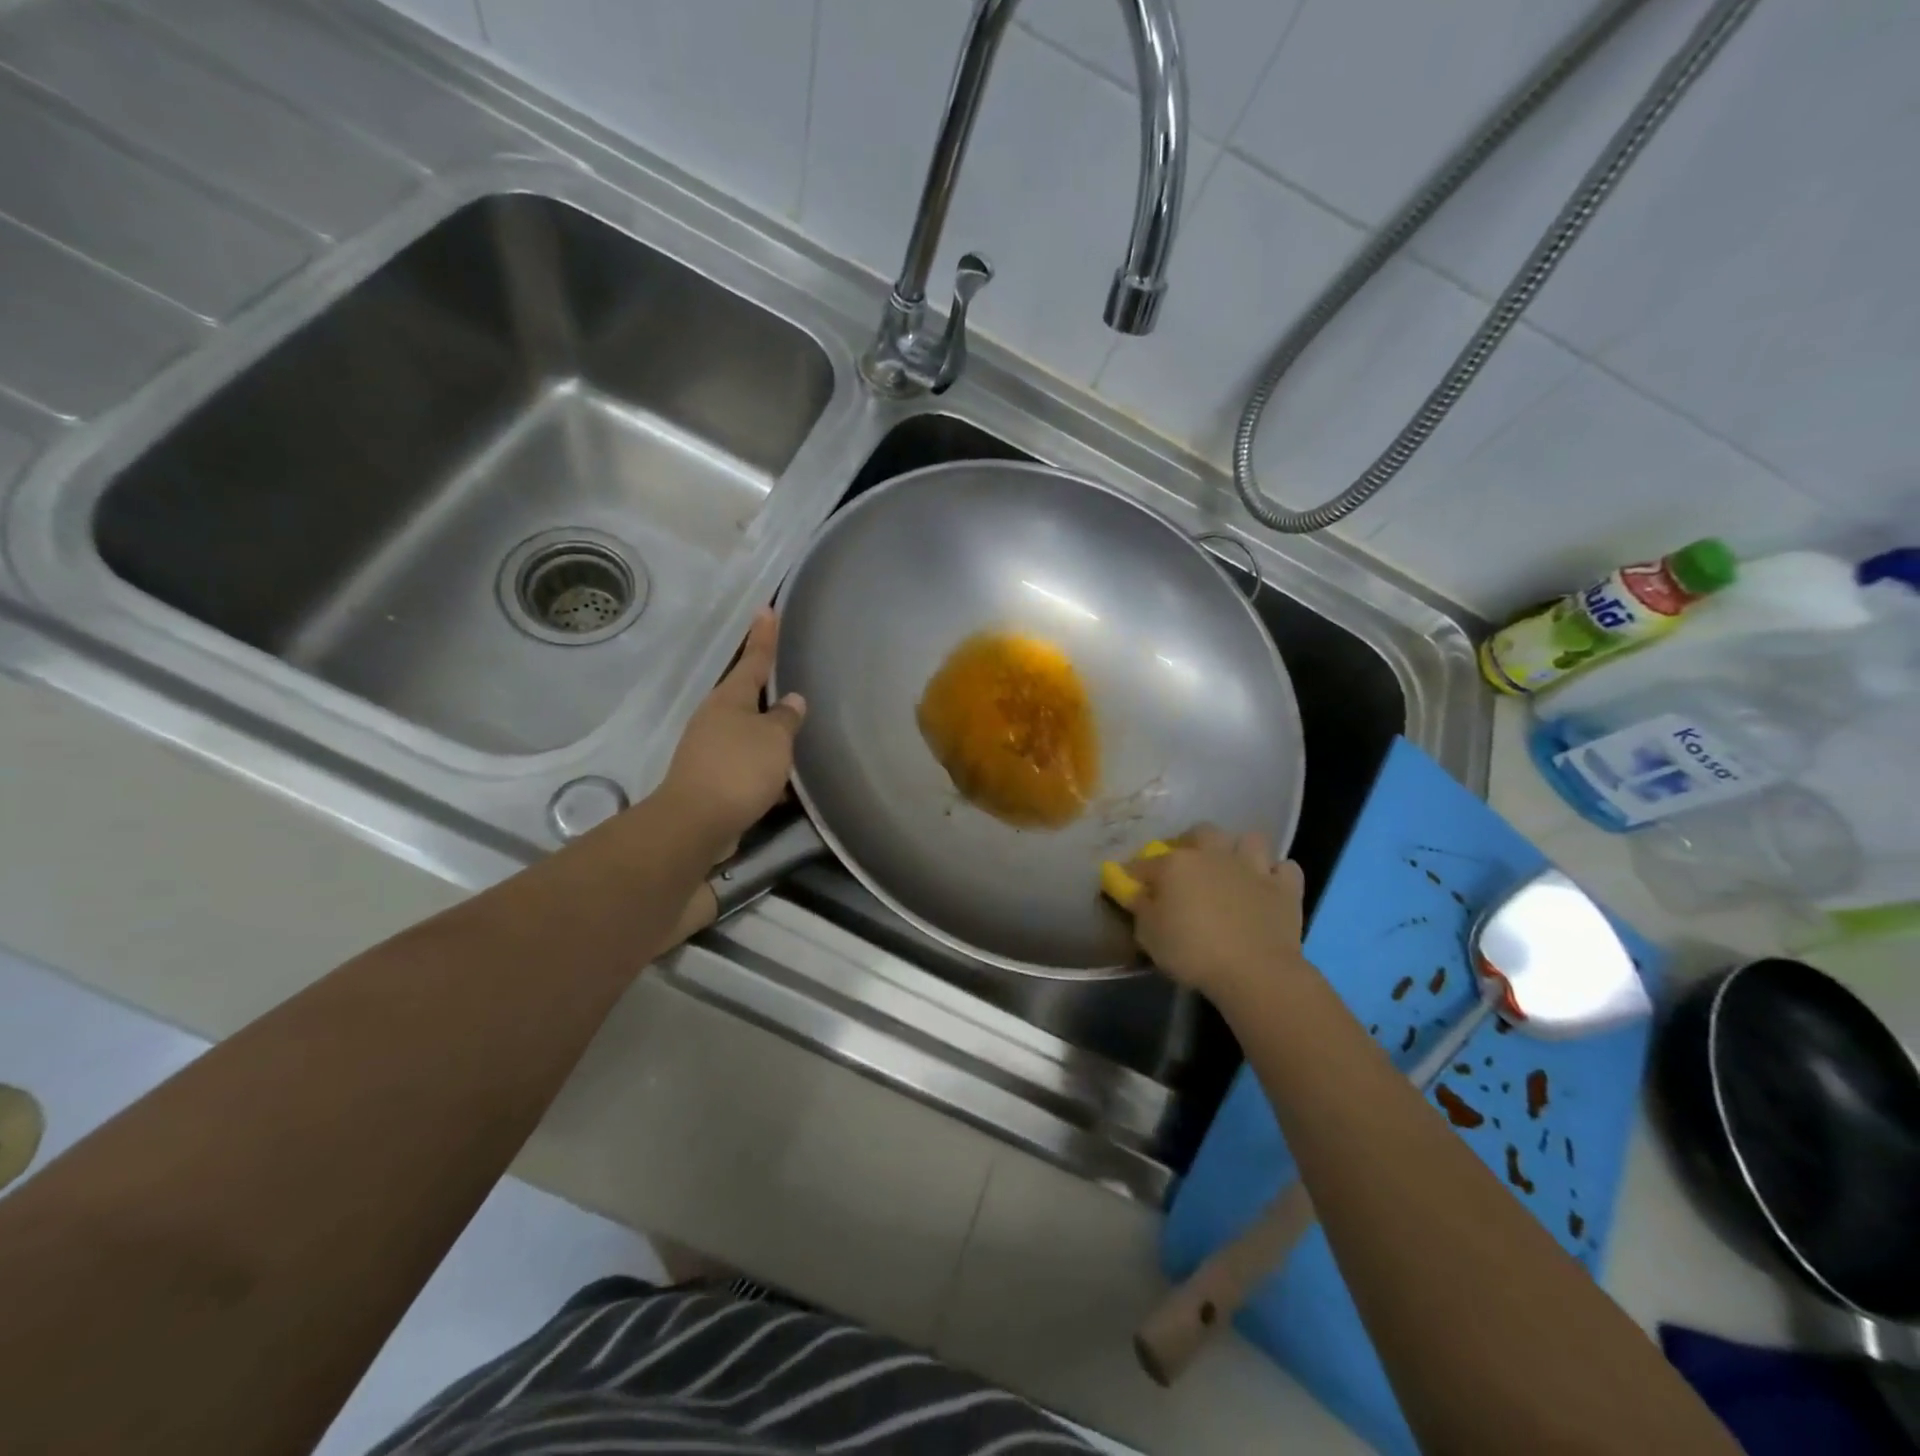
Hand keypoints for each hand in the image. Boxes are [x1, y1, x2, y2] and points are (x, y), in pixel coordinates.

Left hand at [659, 609, 805, 854]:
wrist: (697, 822)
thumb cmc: (739, 769)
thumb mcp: (774, 739)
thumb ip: (786, 719)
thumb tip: (791, 701)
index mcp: (729, 699)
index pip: (753, 660)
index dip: (763, 636)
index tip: (766, 609)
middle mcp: (716, 718)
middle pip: (745, 696)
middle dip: (765, 688)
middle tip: (787, 673)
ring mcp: (711, 749)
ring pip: (748, 733)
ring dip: (768, 734)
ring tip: (795, 734)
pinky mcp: (713, 779)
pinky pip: (747, 764)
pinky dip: (765, 768)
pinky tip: (786, 783)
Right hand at [1125, 826, 1304, 1001]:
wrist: (1254, 971)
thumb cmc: (1192, 952)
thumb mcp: (1149, 935)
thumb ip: (1140, 907)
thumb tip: (1136, 892)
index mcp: (1176, 863)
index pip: (1145, 862)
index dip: (1135, 874)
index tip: (1131, 886)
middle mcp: (1214, 855)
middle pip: (1201, 832)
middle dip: (1193, 843)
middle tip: (1188, 867)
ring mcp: (1253, 867)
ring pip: (1250, 840)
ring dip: (1241, 851)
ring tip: (1234, 870)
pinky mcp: (1285, 887)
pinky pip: (1285, 868)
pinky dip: (1277, 874)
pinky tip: (1268, 887)